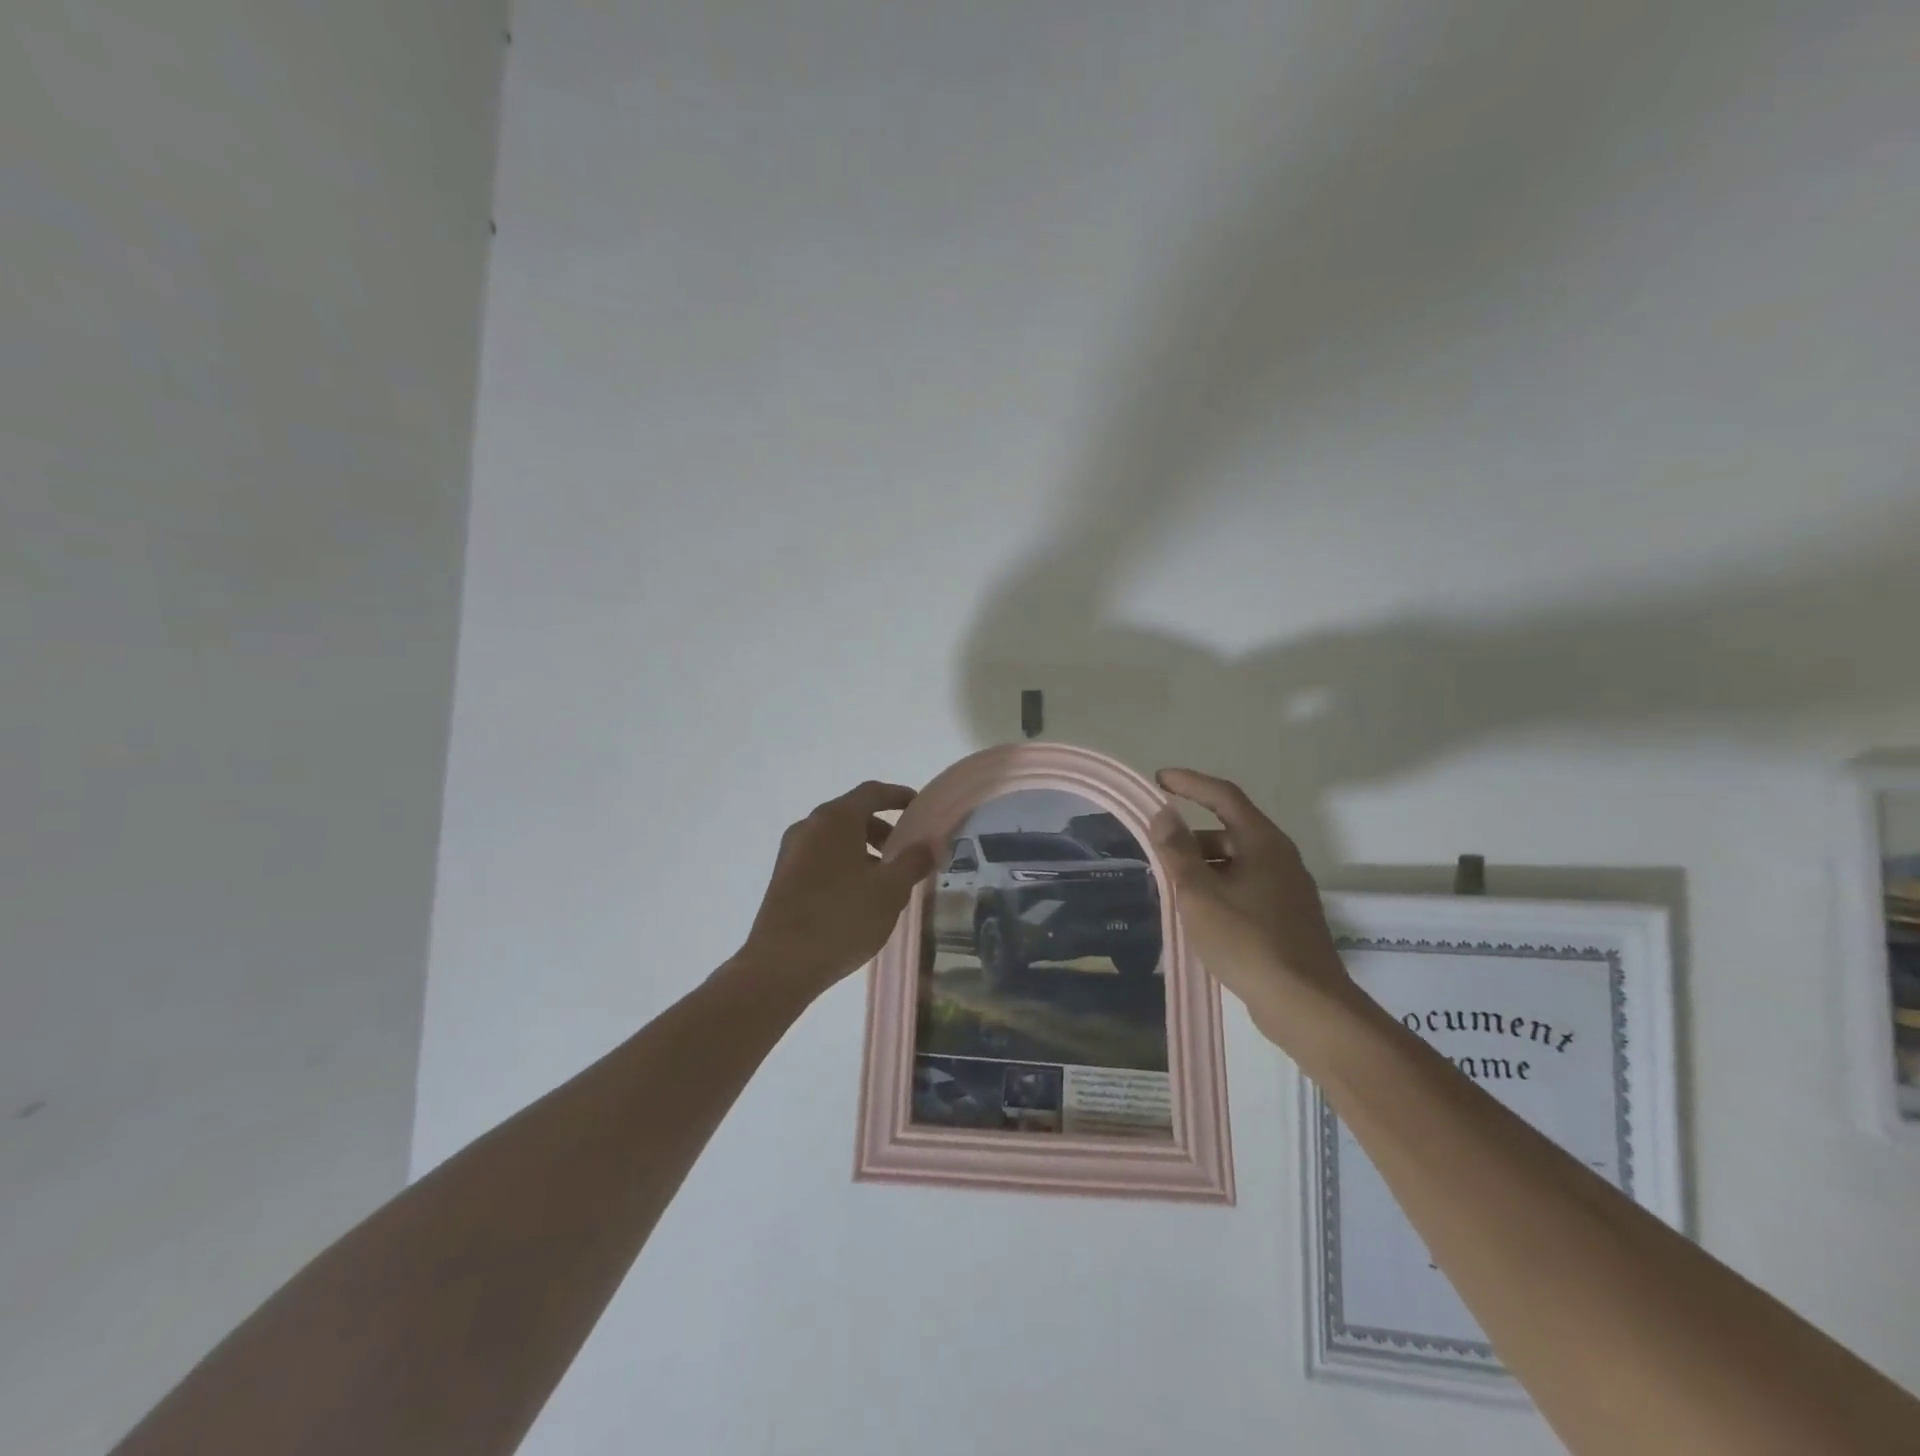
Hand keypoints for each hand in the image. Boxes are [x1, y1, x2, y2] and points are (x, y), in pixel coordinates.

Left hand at [738, 780, 934, 998]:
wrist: (780, 965)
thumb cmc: (841, 918)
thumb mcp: (890, 890)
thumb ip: (914, 861)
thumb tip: (931, 843)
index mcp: (834, 819)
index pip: (872, 792)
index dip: (899, 796)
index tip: (921, 809)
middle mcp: (809, 827)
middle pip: (853, 815)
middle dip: (884, 830)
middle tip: (908, 854)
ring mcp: (792, 853)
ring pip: (837, 840)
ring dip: (865, 851)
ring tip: (887, 883)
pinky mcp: (783, 879)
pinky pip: (822, 859)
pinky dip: (845, 866)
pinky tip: (859, 899)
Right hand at [1149, 767, 1355, 1043]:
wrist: (1305, 1003)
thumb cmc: (1247, 939)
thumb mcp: (1199, 893)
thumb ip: (1178, 851)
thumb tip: (1164, 814)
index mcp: (1263, 842)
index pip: (1223, 796)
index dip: (1190, 783)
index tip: (1159, 780)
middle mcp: (1280, 857)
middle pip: (1230, 830)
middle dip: (1191, 836)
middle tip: (1158, 851)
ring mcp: (1288, 889)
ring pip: (1237, 862)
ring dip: (1203, 865)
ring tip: (1172, 887)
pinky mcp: (1288, 917)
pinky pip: (1246, 887)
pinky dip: (1219, 887)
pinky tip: (1200, 914)